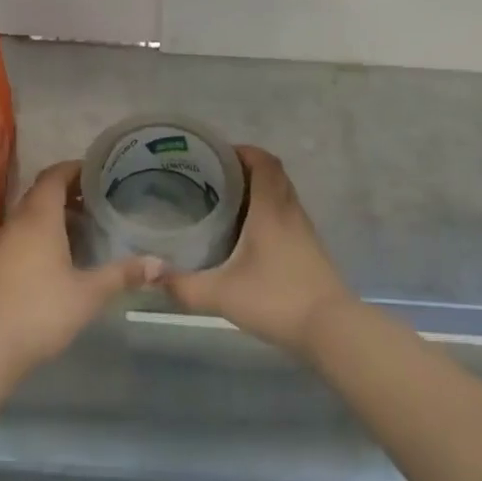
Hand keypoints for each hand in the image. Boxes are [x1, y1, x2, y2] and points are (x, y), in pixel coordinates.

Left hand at [0, 161, 164, 375]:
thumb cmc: (42, 311)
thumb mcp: (89, 293)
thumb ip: (123, 274)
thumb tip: (161, 264)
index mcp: (39, 218)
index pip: (54, 176)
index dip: (75, 169)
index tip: (100, 172)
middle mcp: (18, 222)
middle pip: (42, 193)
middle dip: (69, 191)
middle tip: (99, 200)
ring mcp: (2, 243)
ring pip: (30, 215)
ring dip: (55, 214)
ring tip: (86, 227)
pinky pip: (21, 235)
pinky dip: (41, 234)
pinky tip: (61, 257)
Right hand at [162, 146, 354, 358]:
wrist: (332, 329)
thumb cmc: (276, 300)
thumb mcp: (221, 294)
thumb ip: (182, 285)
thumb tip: (149, 273)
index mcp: (271, 209)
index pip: (263, 162)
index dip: (242, 151)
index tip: (216, 155)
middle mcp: (290, 212)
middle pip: (273, 174)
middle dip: (245, 168)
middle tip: (214, 177)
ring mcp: (304, 231)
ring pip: (282, 195)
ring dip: (258, 190)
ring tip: (225, 202)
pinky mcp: (309, 250)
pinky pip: (287, 216)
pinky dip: (268, 212)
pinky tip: (247, 235)